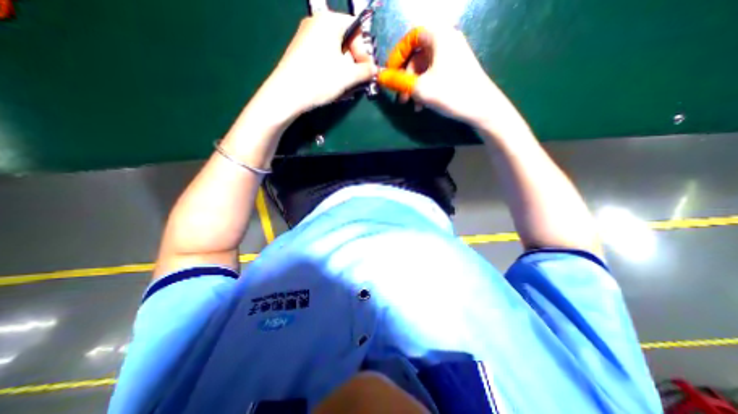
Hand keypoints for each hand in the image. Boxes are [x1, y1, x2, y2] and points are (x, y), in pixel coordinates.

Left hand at [257, 10, 376, 122]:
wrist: (287, 94)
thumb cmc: (320, 79)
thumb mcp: (348, 76)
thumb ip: (366, 71)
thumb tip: (375, 69)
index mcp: (329, 21)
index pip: (356, 28)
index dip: (364, 50)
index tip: (367, 69)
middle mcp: (316, 23)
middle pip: (344, 39)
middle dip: (353, 61)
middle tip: (356, 79)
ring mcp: (305, 36)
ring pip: (334, 50)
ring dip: (343, 68)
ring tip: (344, 86)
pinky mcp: (300, 51)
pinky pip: (323, 56)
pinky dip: (331, 69)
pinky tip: (331, 84)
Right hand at [377, 27, 514, 128]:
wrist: (483, 108)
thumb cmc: (451, 93)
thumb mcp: (420, 88)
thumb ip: (397, 81)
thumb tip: (379, 76)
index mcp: (439, 36)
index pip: (411, 37)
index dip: (397, 55)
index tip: (390, 74)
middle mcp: (447, 41)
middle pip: (417, 54)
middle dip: (405, 77)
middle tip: (400, 96)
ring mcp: (453, 56)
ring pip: (424, 68)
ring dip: (414, 86)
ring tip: (411, 104)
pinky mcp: (456, 70)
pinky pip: (434, 75)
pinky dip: (425, 88)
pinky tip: (422, 105)